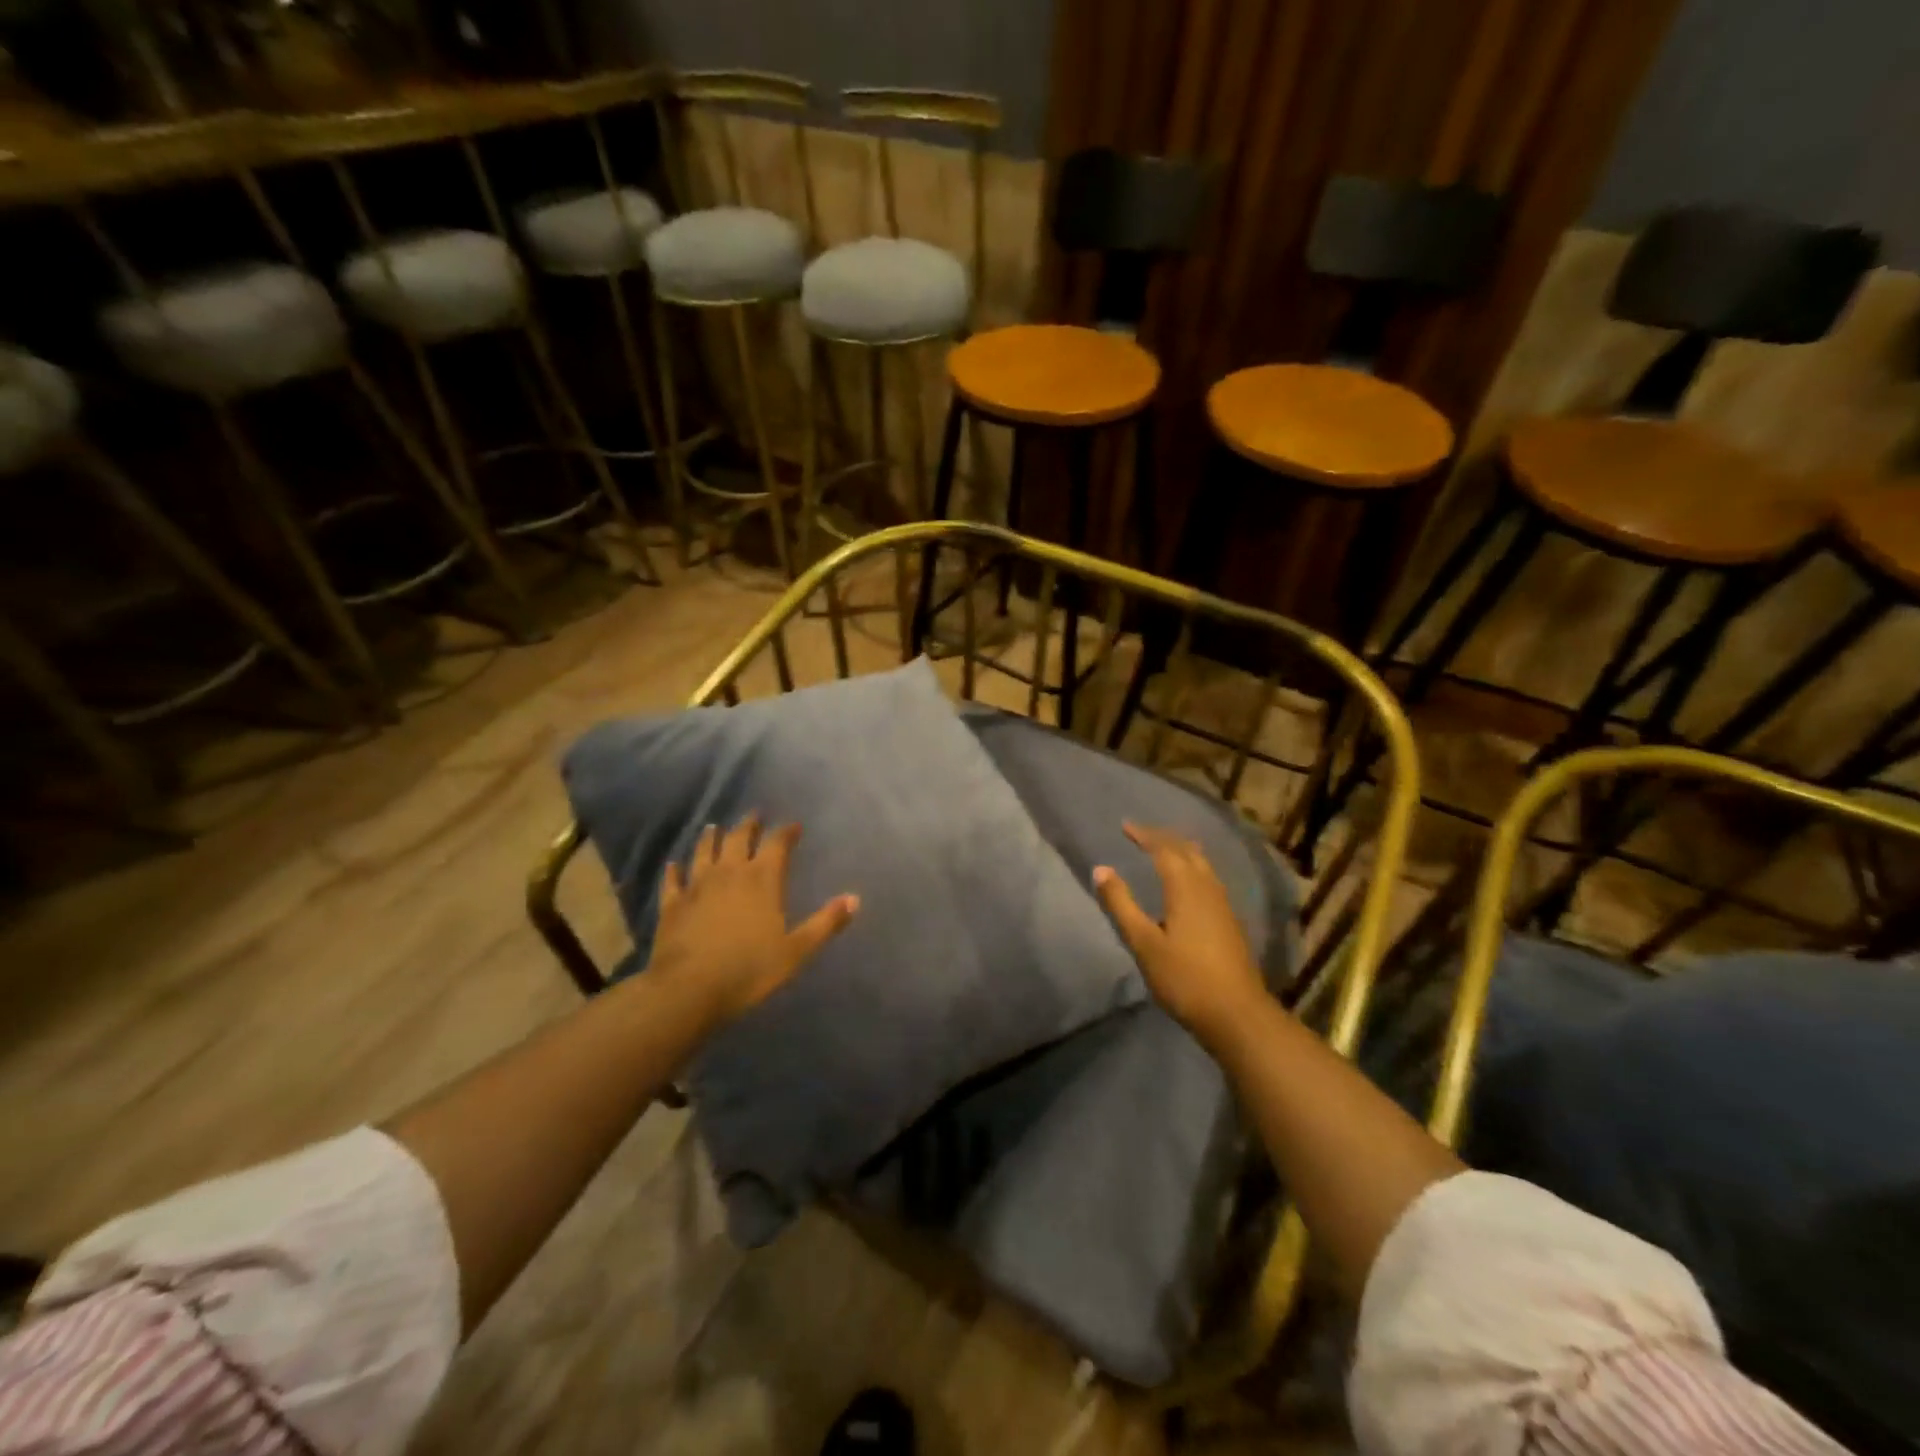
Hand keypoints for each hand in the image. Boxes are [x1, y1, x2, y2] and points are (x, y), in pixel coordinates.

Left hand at [650, 817, 858, 1027]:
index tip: (794, 826)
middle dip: (749, 825)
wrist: (688, 990)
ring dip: (712, 837)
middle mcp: (730, 872)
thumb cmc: (749, 969)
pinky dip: (675, 870)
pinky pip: (673, 880)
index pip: (778, 844)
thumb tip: (855, 899)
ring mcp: (697, 885)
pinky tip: (674, 864)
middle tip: (755, 815)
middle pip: (739, 838)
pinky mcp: (672, 904)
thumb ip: (825, 923)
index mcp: (763, 879)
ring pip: (705, 851)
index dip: (787, 832)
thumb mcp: (796, 950)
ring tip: (715, 827)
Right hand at [1093, 823, 1267, 1043]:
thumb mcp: (1143, 943)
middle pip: (1187, 851)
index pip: (1164, 850)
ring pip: (1203, 865)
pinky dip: (1193, 868)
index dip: (1144, 835)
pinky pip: (1209, 879)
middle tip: (1143, 833)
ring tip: (1165, 849)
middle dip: (1164, 838)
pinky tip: (1189, 884)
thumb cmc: (1184, 978)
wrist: (1236, 1014)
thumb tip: (1100, 869)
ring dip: (1182, 851)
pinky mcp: (1229, 922)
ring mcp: (1223, 905)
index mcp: (1186, 888)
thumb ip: (1121, 905)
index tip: (1125, 826)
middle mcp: (1207, 889)